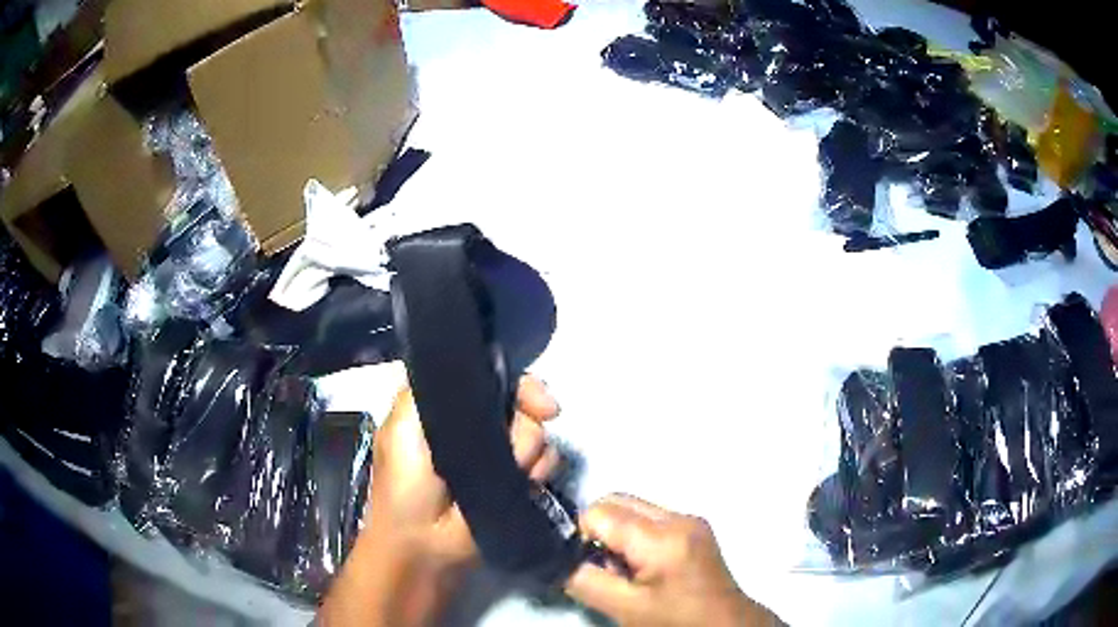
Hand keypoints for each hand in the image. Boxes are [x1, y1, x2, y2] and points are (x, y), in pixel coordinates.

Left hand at [319, 376, 561, 625]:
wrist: (425, 544)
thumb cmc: (405, 483)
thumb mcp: (402, 425)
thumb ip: (428, 389)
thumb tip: (479, 369)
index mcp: (450, 408)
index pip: (490, 377)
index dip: (514, 381)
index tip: (536, 396)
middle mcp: (480, 426)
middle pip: (521, 401)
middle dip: (528, 411)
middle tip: (534, 421)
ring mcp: (502, 455)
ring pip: (537, 432)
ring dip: (527, 449)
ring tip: (507, 468)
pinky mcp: (518, 482)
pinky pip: (547, 462)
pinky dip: (538, 470)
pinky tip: (521, 481)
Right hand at [565, 495, 775, 626]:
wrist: (724, 625)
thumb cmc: (674, 621)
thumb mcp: (623, 609)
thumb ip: (584, 580)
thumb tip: (559, 558)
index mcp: (663, 537)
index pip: (600, 512)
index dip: (581, 536)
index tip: (587, 565)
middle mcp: (679, 517)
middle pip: (617, 500)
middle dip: (598, 529)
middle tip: (604, 566)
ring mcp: (691, 518)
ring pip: (633, 506)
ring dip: (617, 532)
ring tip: (626, 569)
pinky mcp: (696, 526)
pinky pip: (651, 517)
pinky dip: (635, 535)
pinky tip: (643, 565)